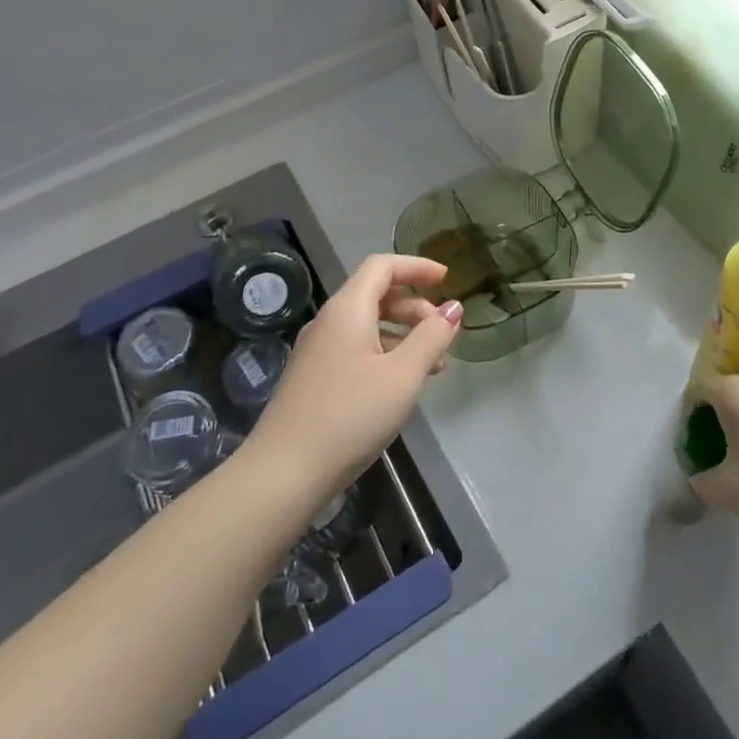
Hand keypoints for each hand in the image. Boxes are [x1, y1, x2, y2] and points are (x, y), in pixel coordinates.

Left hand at [244, 254, 462, 506]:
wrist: (284, 472)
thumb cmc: (351, 416)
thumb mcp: (403, 376)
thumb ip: (432, 337)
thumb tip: (453, 308)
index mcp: (347, 309)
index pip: (382, 266)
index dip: (417, 266)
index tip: (447, 279)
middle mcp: (329, 321)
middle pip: (376, 294)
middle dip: (415, 306)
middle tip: (443, 333)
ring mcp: (318, 350)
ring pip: (368, 325)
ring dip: (404, 334)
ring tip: (434, 365)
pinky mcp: (315, 377)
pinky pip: (357, 348)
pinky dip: (386, 353)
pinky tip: (403, 385)